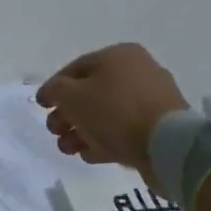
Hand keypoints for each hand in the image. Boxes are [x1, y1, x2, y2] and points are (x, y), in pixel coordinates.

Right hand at [36, 44, 188, 189]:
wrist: (168, 146)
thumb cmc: (115, 111)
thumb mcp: (72, 96)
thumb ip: (56, 90)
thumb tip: (53, 92)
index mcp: (118, 55)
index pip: (75, 68)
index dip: (54, 88)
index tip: (41, 107)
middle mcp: (138, 71)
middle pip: (91, 92)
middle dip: (68, 114)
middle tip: (55, 131)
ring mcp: (152, 100)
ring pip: (107, 114)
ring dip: (83, 130)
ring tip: (69, 149)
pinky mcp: (161, 127)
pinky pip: (125, 130)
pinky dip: (105, 140)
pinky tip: (90, 155)